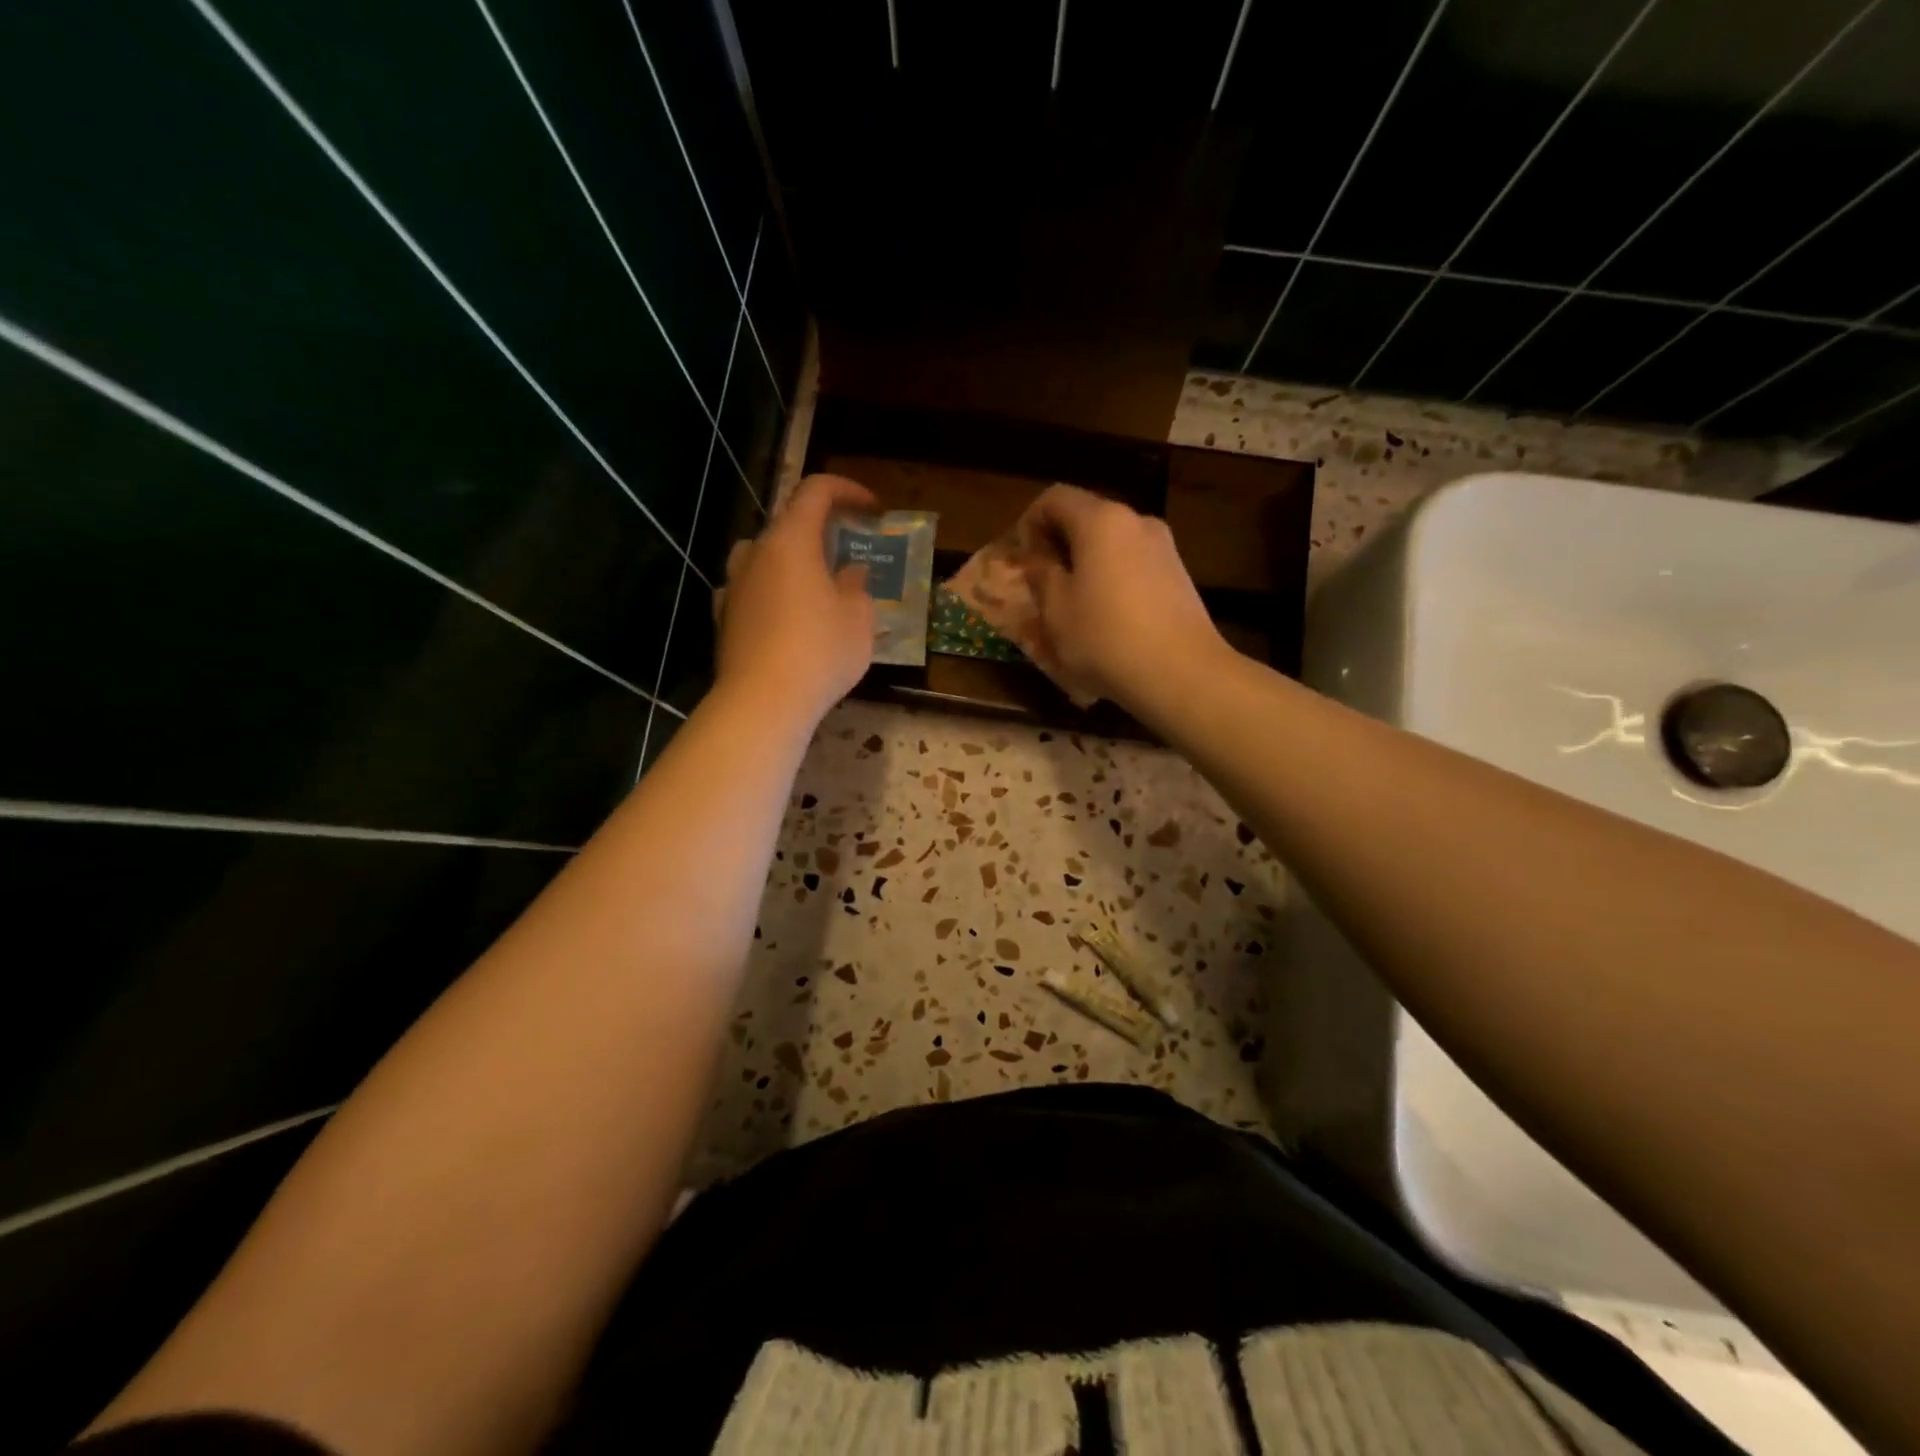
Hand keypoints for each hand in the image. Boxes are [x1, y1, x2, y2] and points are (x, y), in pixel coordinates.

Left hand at [714, 474, 877, 728]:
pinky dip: (769, 592)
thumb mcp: (859, 619)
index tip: (872, 509)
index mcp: (791, 540)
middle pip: (786, 523)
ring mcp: (733, 585)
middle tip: (848, 553)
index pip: (815, 491)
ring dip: (790, 560)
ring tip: (814, 585)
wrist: (762, 702)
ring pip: (762, 556)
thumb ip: (857, 587)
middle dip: (820, 531)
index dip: (847, 490)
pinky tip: (784, 616)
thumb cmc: (820, 652)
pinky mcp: (723, 617)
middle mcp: (755, 553)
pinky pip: (750, 590)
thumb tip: (851, 572)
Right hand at [1020, 485, 1226, 708]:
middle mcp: (1136, 521)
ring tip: (1074, 604)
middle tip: (1042, 582)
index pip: (1055, 497)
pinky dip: (1112, 578)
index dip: (1030, 521)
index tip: (1022, 558)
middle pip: (1087, 517)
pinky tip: (1107, 618)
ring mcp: (1164, 547)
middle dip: (1059, 543)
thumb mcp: (1056, 609)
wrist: (1181, 673)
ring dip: (1087, 563)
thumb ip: (1041, 575)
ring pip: (1112, 543)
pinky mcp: (1179, 575)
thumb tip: (1038, 559)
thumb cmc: (1105, 637)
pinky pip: (1134, 564)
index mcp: (1100, 520)